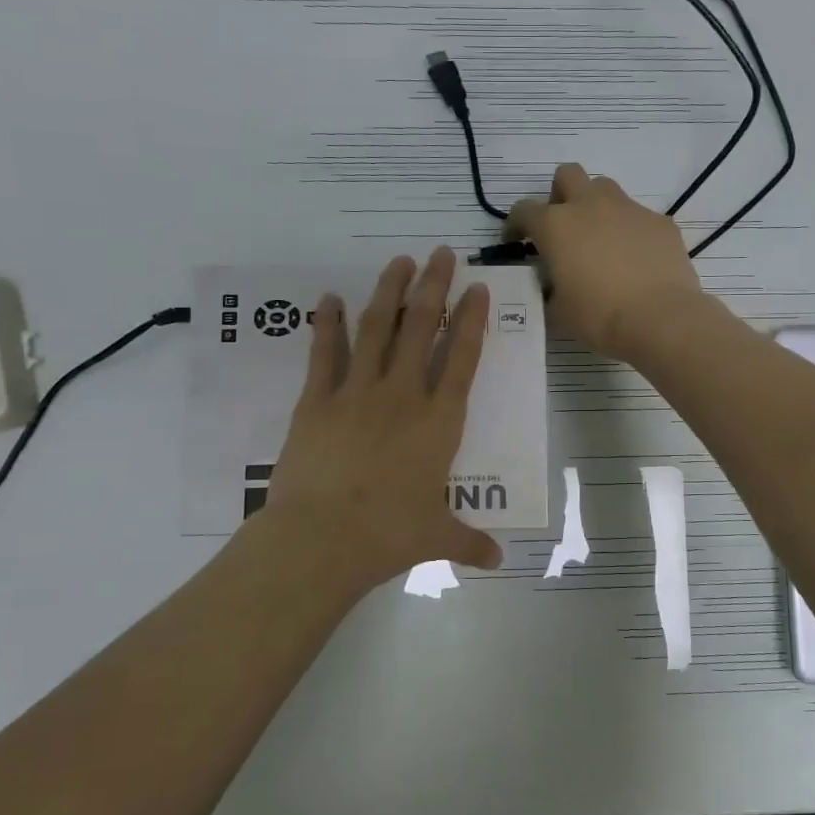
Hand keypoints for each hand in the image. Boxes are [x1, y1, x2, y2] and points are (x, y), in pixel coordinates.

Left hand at [265, 248, 502, 596]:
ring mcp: (357, 393)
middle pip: (422, 329)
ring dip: (389, 292)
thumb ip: (469, 542)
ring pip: (377, 329)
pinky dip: (327, 323)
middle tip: (441, 253)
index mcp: (439, 423)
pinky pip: (325, 353)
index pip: (463, 359)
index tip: (476, 288)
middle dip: (434, 287)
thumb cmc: (389, 535)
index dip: (472, 320)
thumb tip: (498, 561)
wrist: (322, 538)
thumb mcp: (436, 537)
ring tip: (399, 261)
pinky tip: (329, 298)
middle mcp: (403, 396)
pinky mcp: (317, 401)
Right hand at [505, 163, 704, 361]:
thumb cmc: (599, 317)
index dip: (516, 225)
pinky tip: (636, 261)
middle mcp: (590, 205)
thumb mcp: (557, 311)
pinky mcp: (660, 221)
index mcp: (556, 226)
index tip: (517, 242)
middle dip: (560, 195)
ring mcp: (629, 209)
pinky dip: (630, 232)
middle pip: (568, 175)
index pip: (523, 210)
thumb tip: (552, 284)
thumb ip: (548, 289)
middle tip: (563, 228)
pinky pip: (638, 216)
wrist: (660, 319)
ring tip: (600, 242)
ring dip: (596, 207)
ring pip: (605, 189)